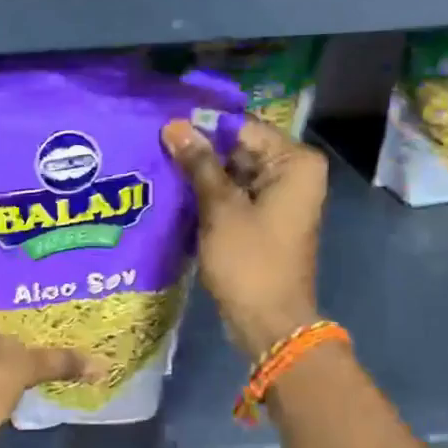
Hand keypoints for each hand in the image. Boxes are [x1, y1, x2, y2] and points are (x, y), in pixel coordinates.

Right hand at [162, 117, 326, 359]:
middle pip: (240, 148)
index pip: (243, 128)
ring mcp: (281, 197)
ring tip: (157, 163)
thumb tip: (175, 126)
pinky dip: (210, 195)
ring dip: (201, 173)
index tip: (163, 123)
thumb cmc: (249, 261)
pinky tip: (175, 191)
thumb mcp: (220, 208)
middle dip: (200, 150)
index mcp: (295, 162)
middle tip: (153, 143)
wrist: (269, 323)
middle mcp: (294, 173)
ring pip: (234, 172)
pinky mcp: (265, 219)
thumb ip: (199, 163)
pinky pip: (235, 195)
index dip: (203, 126)